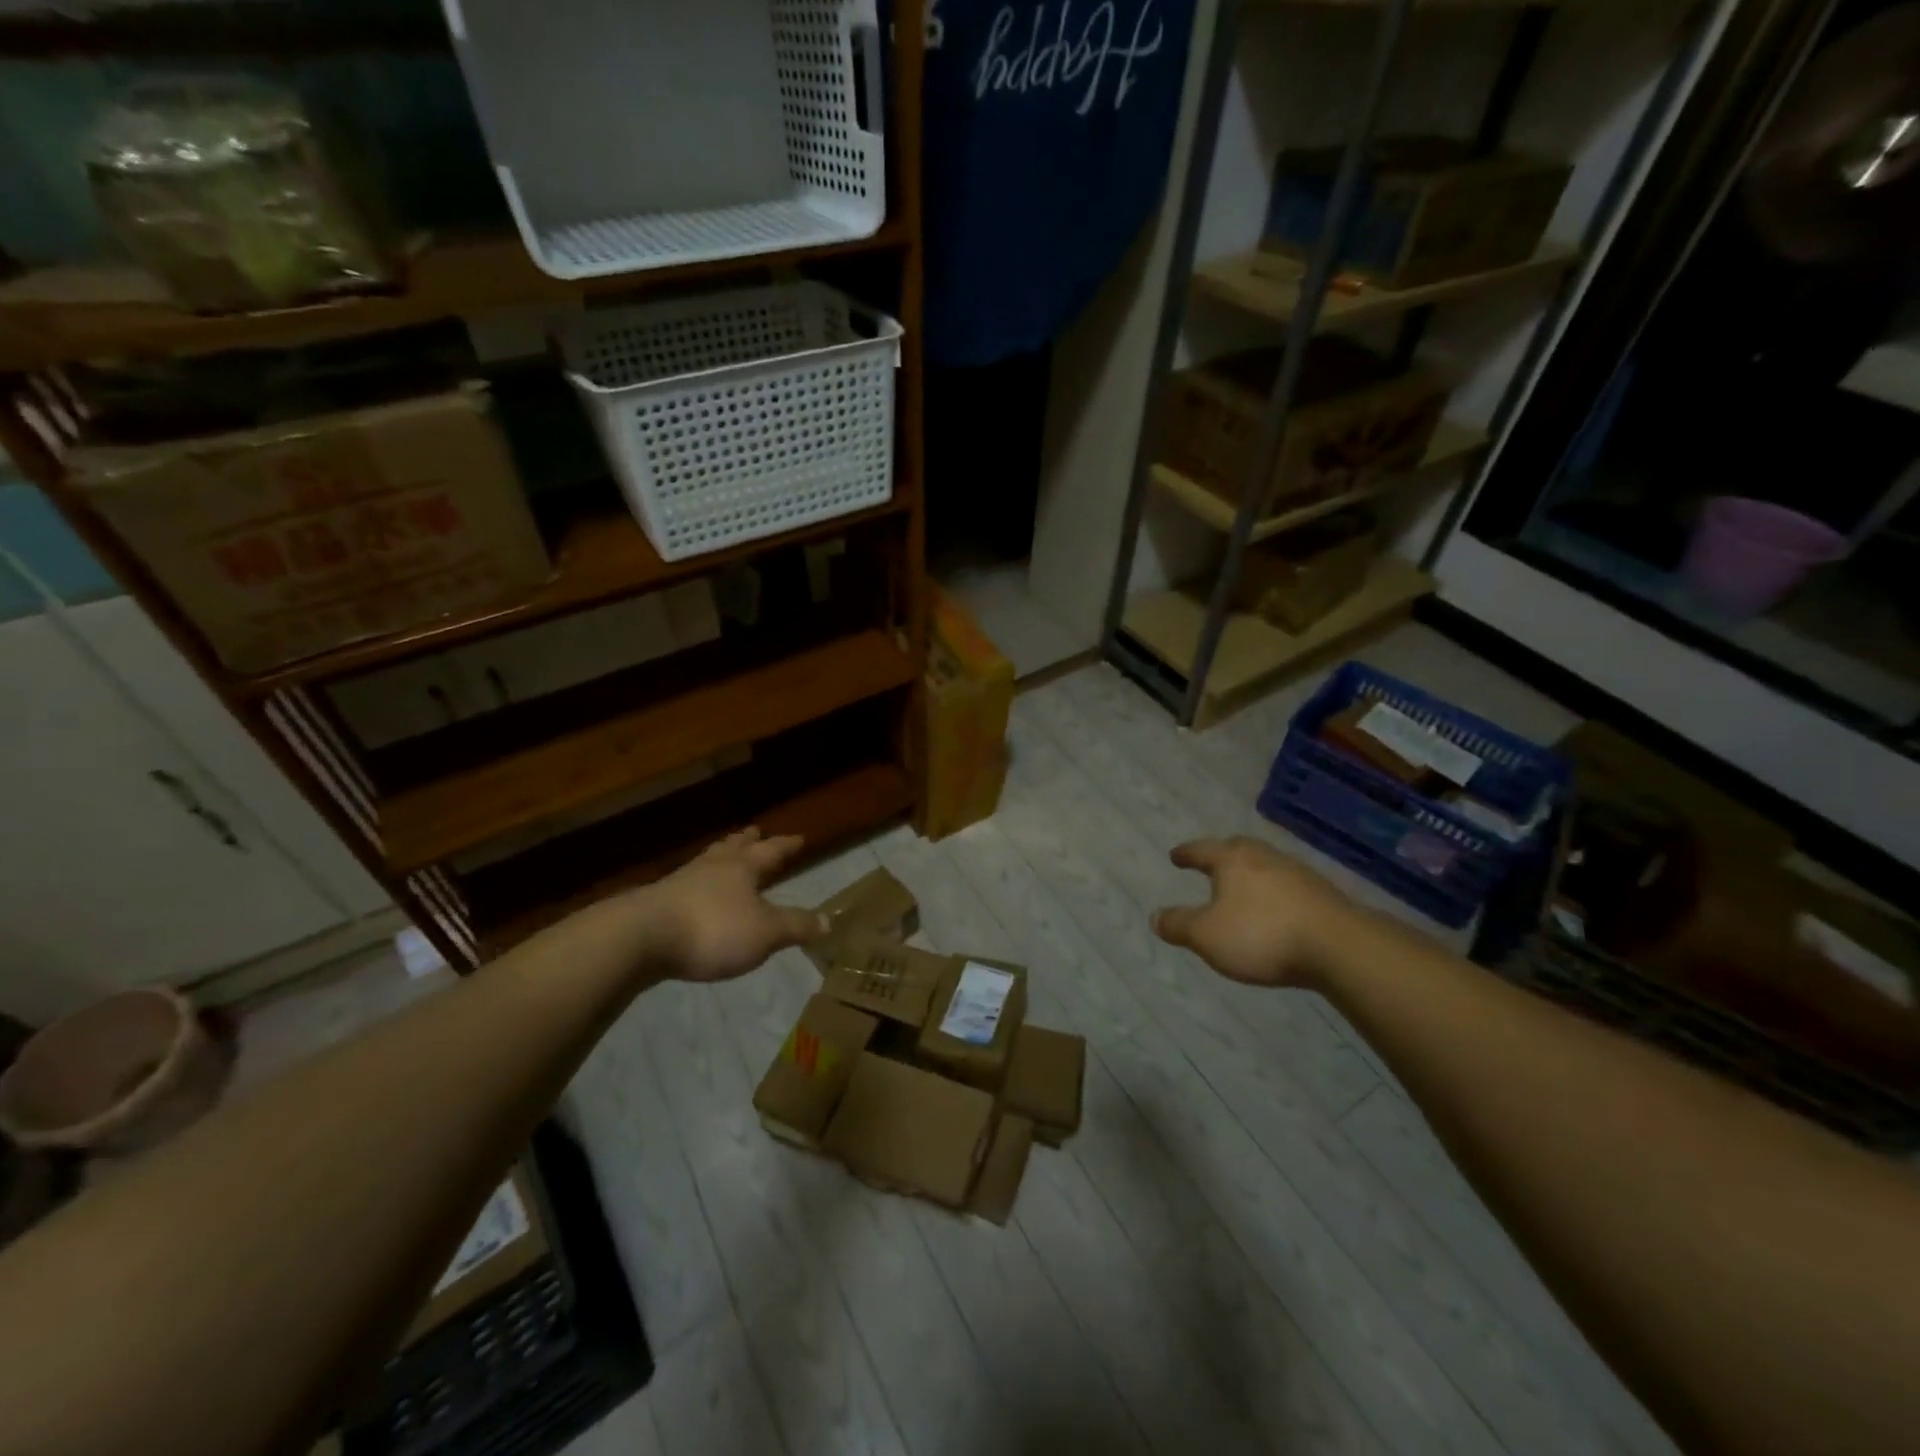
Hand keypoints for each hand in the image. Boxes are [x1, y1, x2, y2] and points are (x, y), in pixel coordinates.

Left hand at [635, 829, 826, 983]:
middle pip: (734, 848)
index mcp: (742, 868)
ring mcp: (682, 881)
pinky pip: (687, 884)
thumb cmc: (712, 929)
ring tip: (725, 853)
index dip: (786, 845)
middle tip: (755, 831)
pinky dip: (698, 882)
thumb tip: (828, 921)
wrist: (641, 938)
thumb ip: (796, 926)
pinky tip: (694, 891)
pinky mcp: (658, 902)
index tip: (798, 837)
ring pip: (708, 861)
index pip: (771, 851)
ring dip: (720, 856)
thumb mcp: (765, 933)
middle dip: (747, 841)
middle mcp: (713, 867)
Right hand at [1151, 837, 1356, 987]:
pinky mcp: (1322, 894)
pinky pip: (1288, 885)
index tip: (1175, 856)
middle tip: (1211, 862)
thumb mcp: (1207, 935)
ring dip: (1251, 873)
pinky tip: (1275, 908)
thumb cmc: (1261, 935)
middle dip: (1222, 854)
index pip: (1202, 850)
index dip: (1186, 854)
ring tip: (1243, 888)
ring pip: (1266, 865)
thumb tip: (1154, 916)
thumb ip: (1179, 925)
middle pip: (1238, 847)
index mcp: (1232, 860)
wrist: (1339, 946)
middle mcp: (1264, 857)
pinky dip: (1274, 892)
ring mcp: (1297, 873)